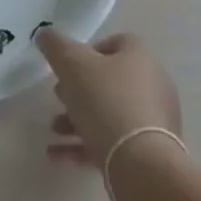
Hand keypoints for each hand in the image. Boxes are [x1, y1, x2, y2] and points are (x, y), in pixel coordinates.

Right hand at [37, 29, 182, 169]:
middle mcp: (153, 85)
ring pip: (110, 113)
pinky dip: (86, 145)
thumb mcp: (71, 64)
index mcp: (140, 57)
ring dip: (77, 119)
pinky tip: (58, 155)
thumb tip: (45, 34)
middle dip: (78, 90)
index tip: (67, 67)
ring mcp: (154, 121)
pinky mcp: (150, 152)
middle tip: (59, 97)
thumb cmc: (106, 102)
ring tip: (54, 130)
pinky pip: (114, 141)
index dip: (87, 51)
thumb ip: (55, 45)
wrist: (142, 165)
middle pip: (109, 80)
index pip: (114, 43)